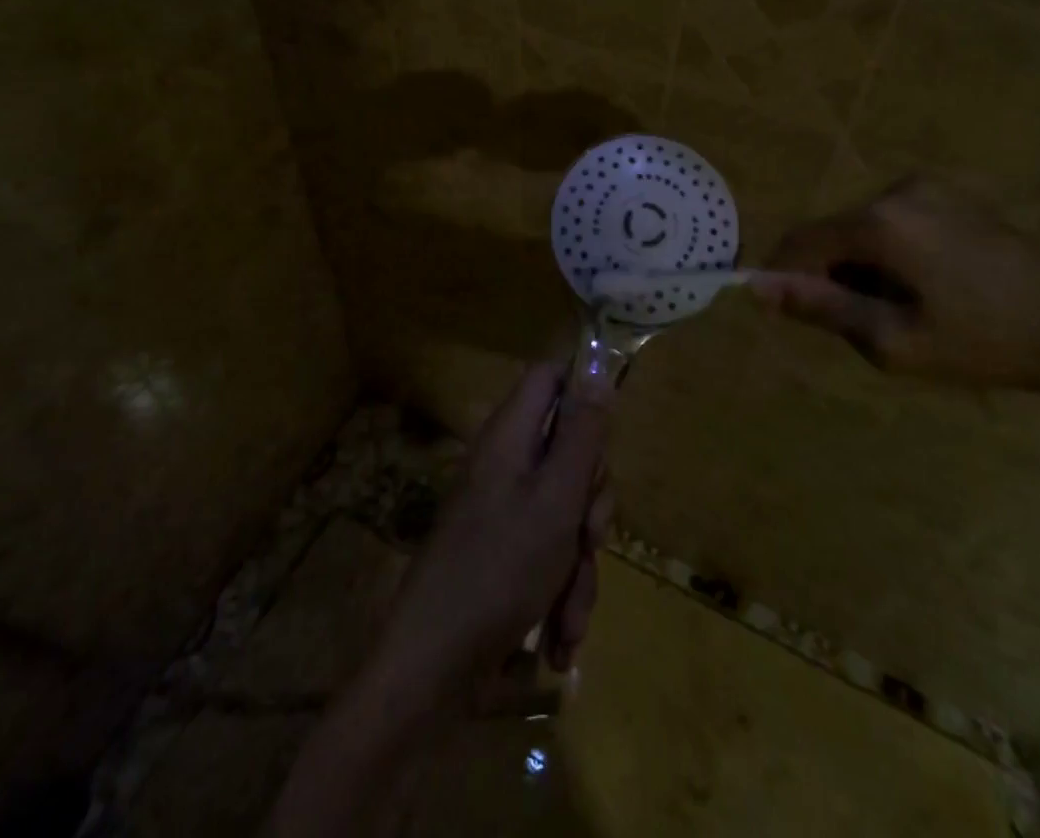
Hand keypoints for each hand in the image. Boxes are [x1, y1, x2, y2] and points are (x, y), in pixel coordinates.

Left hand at [371, 357, 614, 701]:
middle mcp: (507, 464)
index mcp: (511, 435)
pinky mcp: (506, 553)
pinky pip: (550, 553)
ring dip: (579, 564)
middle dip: (591, 502)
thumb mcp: (557, 497)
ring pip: (567, 511)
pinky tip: (560, 638)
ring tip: (570, 617)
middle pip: (569, 451)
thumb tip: (597, 372)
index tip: (606, 436)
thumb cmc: (500, 568)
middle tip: (590, 537)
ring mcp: (505, 510)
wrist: (433, 667)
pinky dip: (561, 592)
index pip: (550, 378)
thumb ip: (582, 435)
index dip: (582, 392)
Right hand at [750, 175, 1039, 394]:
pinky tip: (926, 287)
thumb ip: (819, 307)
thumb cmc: (982, 342)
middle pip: (833, 233)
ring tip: (901, 310)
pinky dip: (888, 253)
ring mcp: (929, 188)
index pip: (802, 240)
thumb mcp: (891, 339)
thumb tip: (758, 286)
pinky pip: (894, 221)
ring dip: (860, 266)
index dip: (782, 275)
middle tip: (863, 326)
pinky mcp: (952, 195)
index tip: (782, 312)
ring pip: (862, 228)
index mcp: (880, 222)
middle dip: (830, 276)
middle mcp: (897, 191)